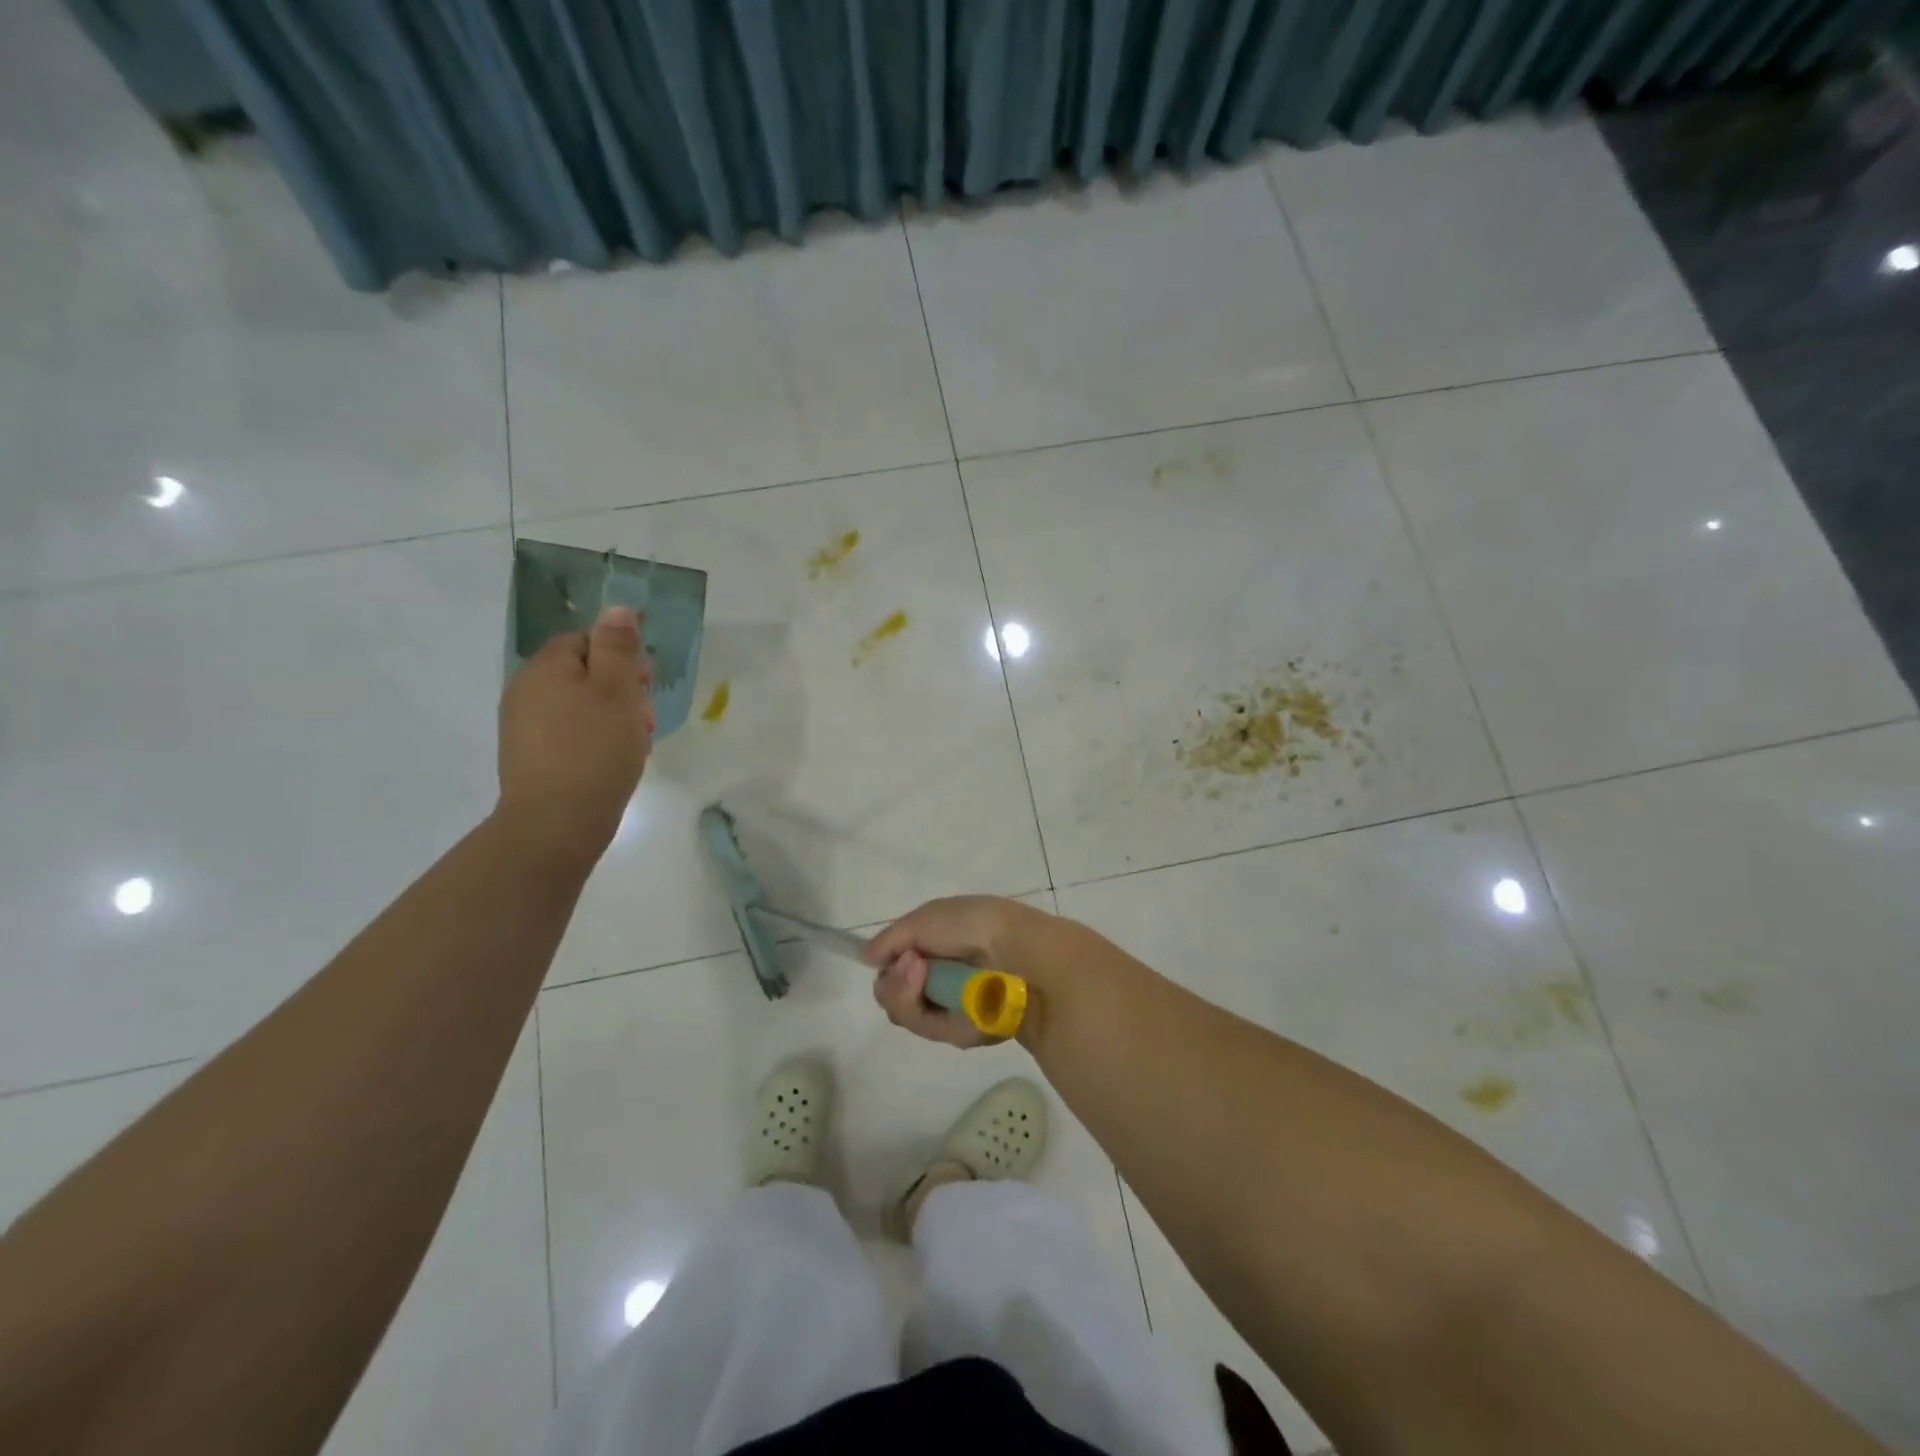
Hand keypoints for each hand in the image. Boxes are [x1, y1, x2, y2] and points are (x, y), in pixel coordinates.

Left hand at [496, 606, 653, 865]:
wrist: (556, 823)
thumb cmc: (594, 750)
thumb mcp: (617, 691)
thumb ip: (618, 647)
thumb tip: (617, 608)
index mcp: (546, 667)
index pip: (587, 641)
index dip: (622, 659)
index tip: (645, 687)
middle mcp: (526, 690)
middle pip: (584, 673)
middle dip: (621, 691)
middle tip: (643, 721)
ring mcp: (523, 726)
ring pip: (580, 706)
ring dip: (612, 718)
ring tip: (633, 746)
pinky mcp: (530, 756)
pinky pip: (569, 733)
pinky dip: (594, 741)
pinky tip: (612, 763)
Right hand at [864, 896, 1042, 1047]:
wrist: (1015, 952)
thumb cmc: (972, 924)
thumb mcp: (925, 918)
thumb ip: (891, 939)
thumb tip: (866, 957)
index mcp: (938, 946)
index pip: (897, 963)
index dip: (887, 960)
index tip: (890, 954)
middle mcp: (940, 978)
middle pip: (893, 990)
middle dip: (892, 978)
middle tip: (909, 962)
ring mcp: (947, 1006)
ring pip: (901, 1010)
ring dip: (900, 988)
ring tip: (918, 969)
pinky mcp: (955, 1032)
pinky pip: (920, 1025)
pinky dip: (914, 1003)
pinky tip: (923, 982)